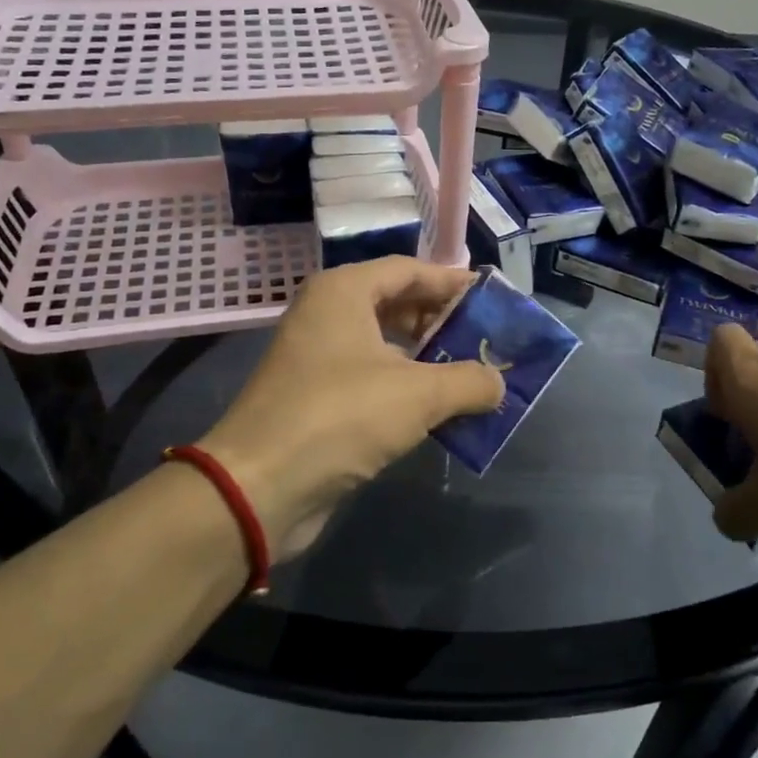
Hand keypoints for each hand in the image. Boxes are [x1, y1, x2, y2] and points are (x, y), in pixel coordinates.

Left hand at [198, 258, 503, 557]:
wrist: (259, 487)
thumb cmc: (340, 418)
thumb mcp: (418, 394)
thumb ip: (469, 381)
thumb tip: (498, 383)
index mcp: (343, 292)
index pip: (409, 270)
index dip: (452, 282)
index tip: (492, 298)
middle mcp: (327, 315)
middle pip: (396, 303)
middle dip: (442, 321)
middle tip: (486, 339)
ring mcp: (317, 357)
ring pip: (385, 344)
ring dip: (428, 358)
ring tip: (471, 374)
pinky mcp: (316, 398)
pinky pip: (372, 378)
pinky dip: (406, 387)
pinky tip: (438, 410)